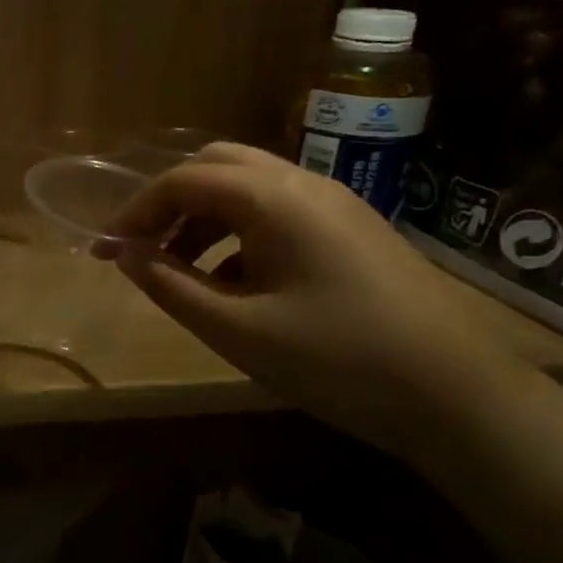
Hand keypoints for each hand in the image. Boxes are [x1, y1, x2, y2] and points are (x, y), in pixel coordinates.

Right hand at [97, 143, 527, 457]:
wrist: (457, 396)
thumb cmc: (336, 360)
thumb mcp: (236, 330)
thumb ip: (170, 286)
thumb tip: (125, 255)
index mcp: (274, 199)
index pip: (182, 181)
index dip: (135, 212)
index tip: (105, 250)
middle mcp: (304, 184)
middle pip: (216, 166)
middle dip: (169, 202)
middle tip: (142, 248)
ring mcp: (335, 203)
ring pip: (248, 186)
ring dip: (203, 216)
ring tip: (180, 269)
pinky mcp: (352, 229)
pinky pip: (278, 210)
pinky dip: (238, 231)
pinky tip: (235, 282)